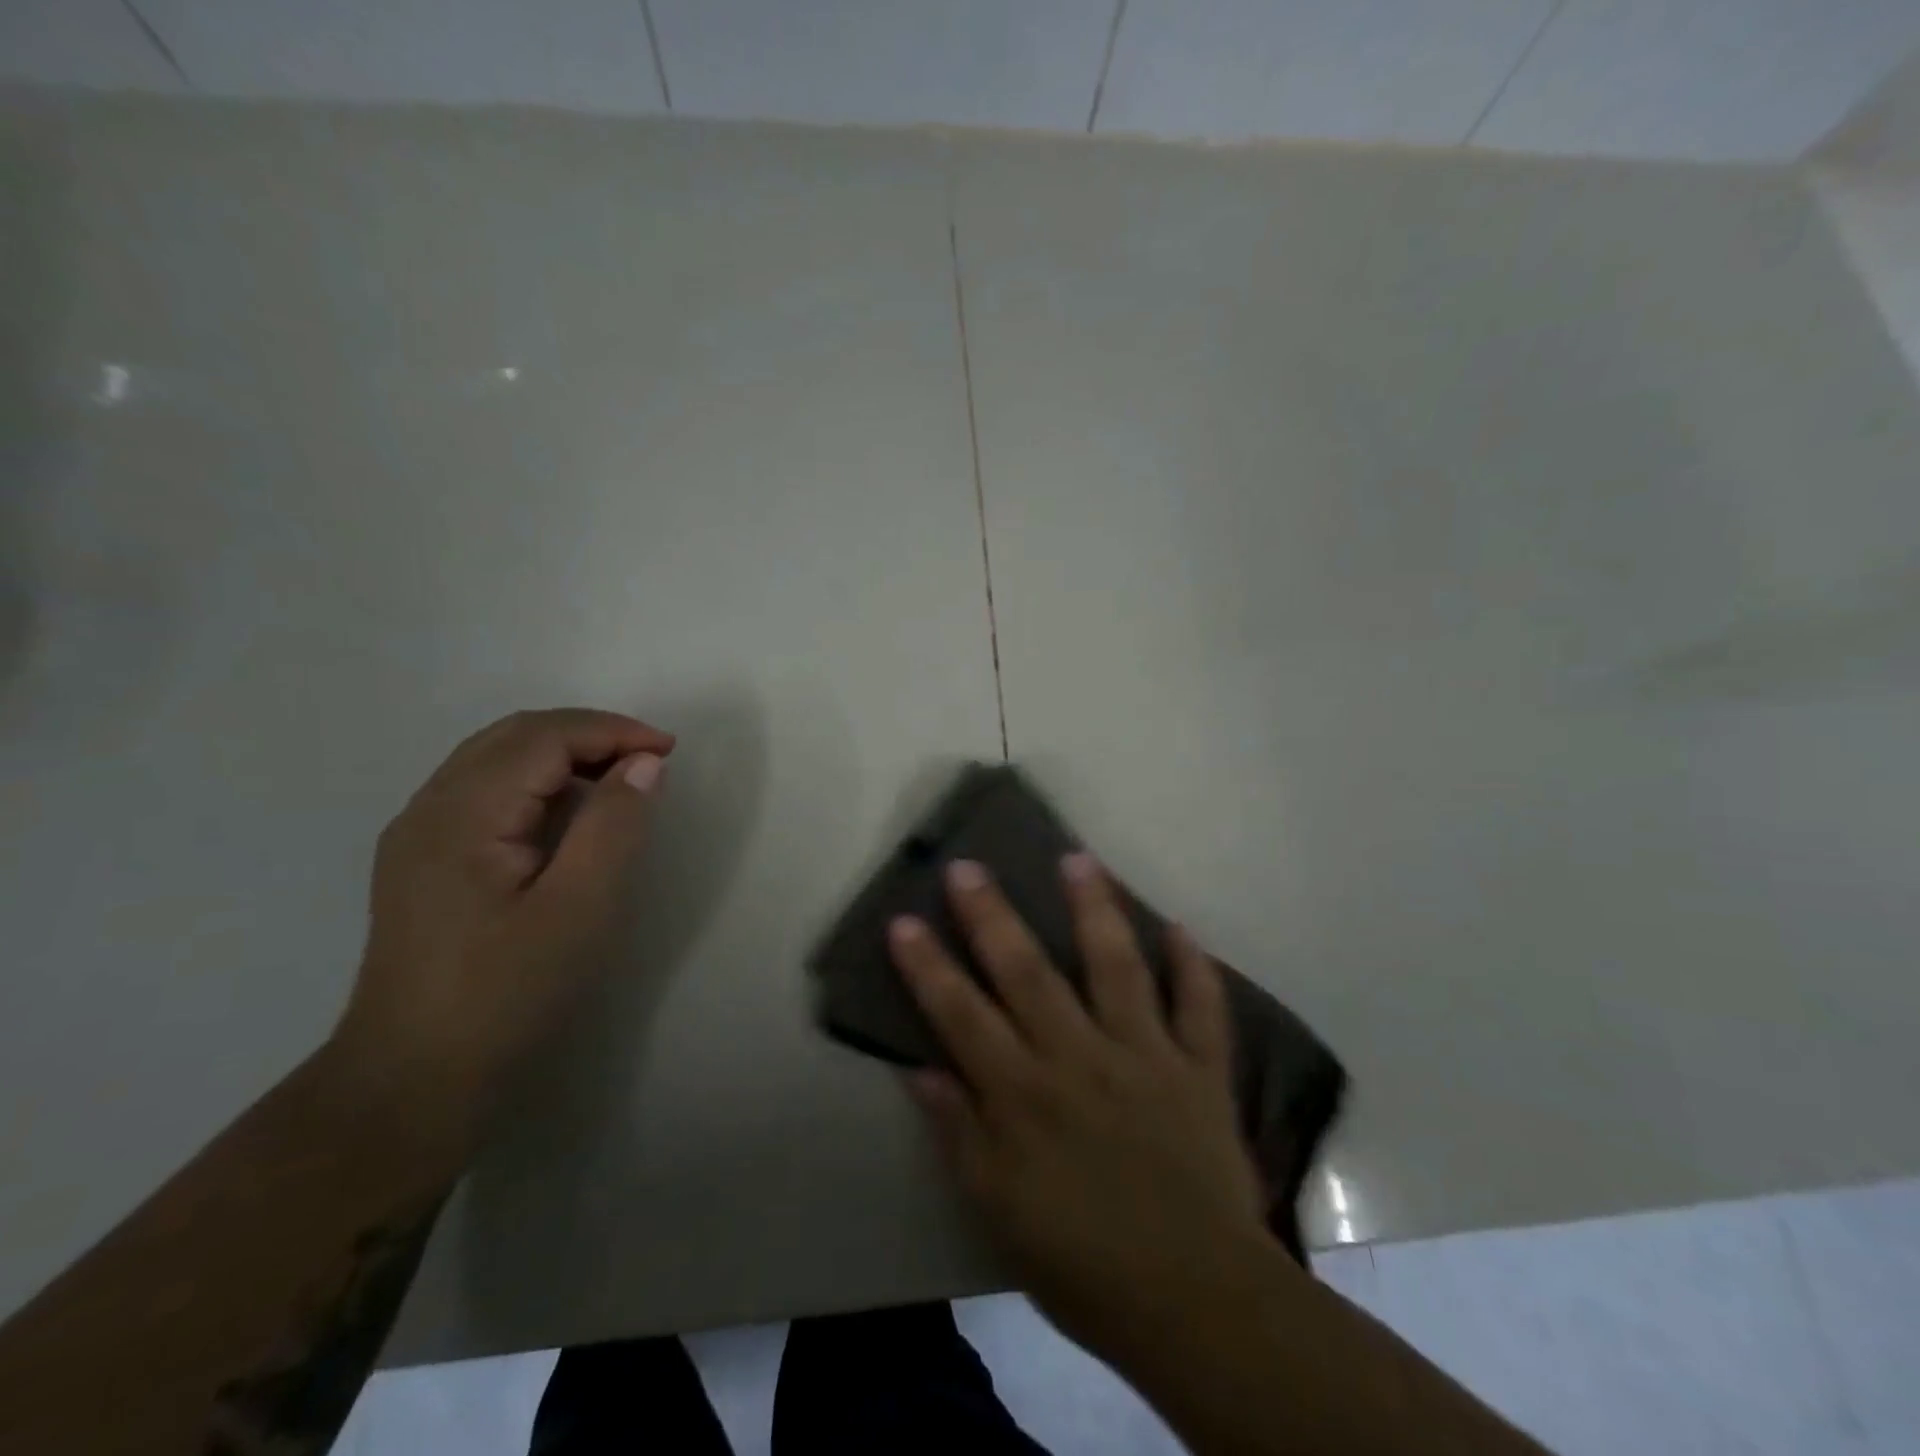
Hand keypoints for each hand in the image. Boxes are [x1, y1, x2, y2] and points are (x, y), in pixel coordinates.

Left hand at [331, 708, 674, 1128]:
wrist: (413, 1080)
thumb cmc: (506, 993)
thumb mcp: (579, 909)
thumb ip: (614, 826)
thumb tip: (644, 763)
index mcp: (461, 815)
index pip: (543, 737)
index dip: (612, 731)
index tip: (670, 752)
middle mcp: (429, 809)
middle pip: (514, 736)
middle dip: (589, 734)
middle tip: (649, 760)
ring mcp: (419, 836)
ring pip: (496, 760)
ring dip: (563, 754)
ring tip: (619, 781)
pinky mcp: (424, 862)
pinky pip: (486, 792)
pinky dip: (538, 782)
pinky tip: (569, 816)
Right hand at [888, 854, 1272, 1364]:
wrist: (1197, 1302)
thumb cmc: (1084, 1262)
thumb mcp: (999, 1211)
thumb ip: (959, 1135)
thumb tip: (920, 1070)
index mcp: (1026, 1094)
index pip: (962, 1015)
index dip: (928, 966)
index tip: (904, 918)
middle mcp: (1080, 1057)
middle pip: (1028, 972)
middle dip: (992, 916)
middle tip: (969, 866)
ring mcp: (1145, 1055)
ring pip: (1116, 967)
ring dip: (1095, 910)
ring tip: (1077, 859)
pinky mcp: (1200, 1069)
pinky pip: (1201, 1008)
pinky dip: (1195, 967)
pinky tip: (1181, 928)